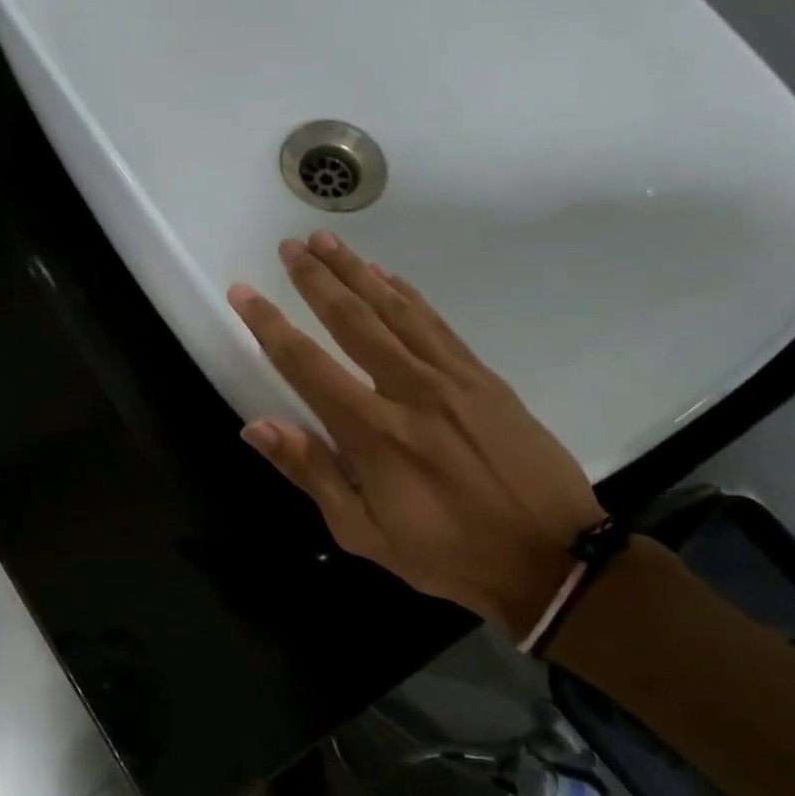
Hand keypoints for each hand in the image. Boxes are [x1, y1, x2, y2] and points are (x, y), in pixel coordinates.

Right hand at [228, 232, 603, 636]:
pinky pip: (436, 324)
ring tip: (327, 240)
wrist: (550, 554)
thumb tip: (256, 427)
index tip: (244, 292)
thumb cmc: (447, 553)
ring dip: (357, 271)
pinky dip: (408, 294)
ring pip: (394, 310)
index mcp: (372, 433)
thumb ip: (312, 473)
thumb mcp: (364, 533)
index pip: (306, 365)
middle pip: (352, 320)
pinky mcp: (483, 377)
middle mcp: (408, 391)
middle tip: (289, 246)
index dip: (270, 325)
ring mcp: (451, 378)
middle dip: (316, 280)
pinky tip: (387, 275)